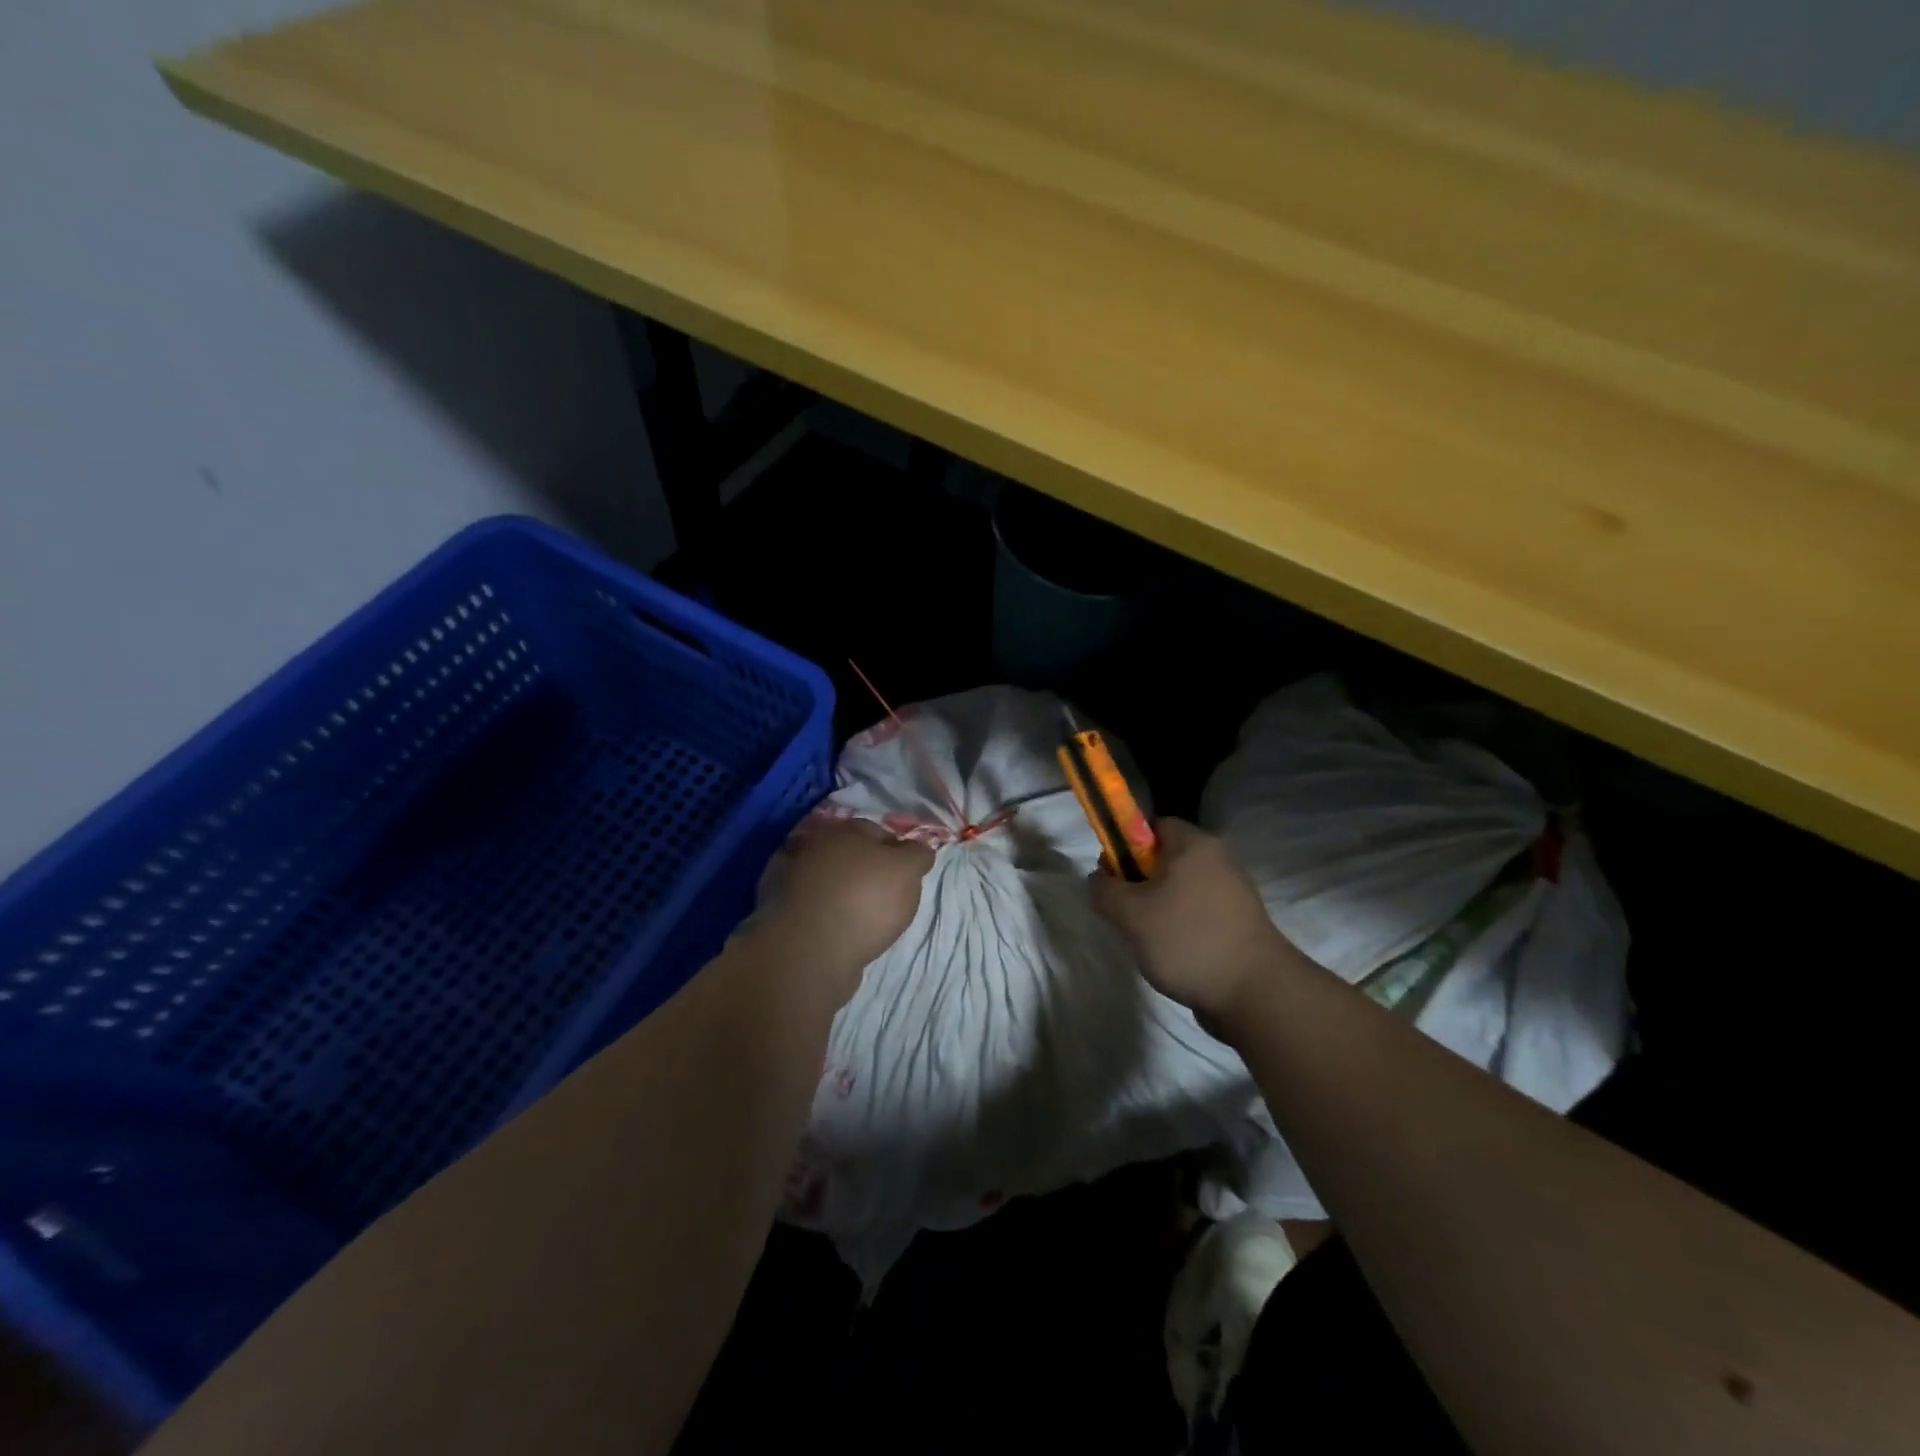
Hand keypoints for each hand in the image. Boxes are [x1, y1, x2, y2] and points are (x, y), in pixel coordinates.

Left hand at [769, 817, 933, 990]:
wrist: (812, 949)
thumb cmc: (866, 900)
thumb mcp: (907, 871)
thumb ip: (918, 854)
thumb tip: (919, 849)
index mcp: (845, 830)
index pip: (879, 832)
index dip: (898, 851)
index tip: (909, 876)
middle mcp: (817, 847)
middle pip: (854, 856)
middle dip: (871, 872)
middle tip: (890, 897)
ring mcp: (795, 879)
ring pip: (834, 881)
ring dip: (848, 893)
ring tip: (867, 919)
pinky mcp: (784, 911)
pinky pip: (817, 907)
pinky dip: (830, 914)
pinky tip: (843, 930)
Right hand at [1089, 819, 1306, 1026]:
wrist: (1255, 994)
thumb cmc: (1187, 940)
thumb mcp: (1130, 915)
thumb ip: (1104, 890)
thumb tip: (1099, 879)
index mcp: (1194, 844)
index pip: (1152, 825)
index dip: (1125, 846)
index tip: (1113, 878)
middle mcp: (1219, 858)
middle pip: (1165, 858)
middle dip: (1140, 882)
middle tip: (1126, 912)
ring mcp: (1234, 891)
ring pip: (1181, 887)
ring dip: (1160, 908)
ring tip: (1149, 939)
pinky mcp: (1241, 921)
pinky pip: (1199, 911)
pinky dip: (1182, 926)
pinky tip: (1175, 953)